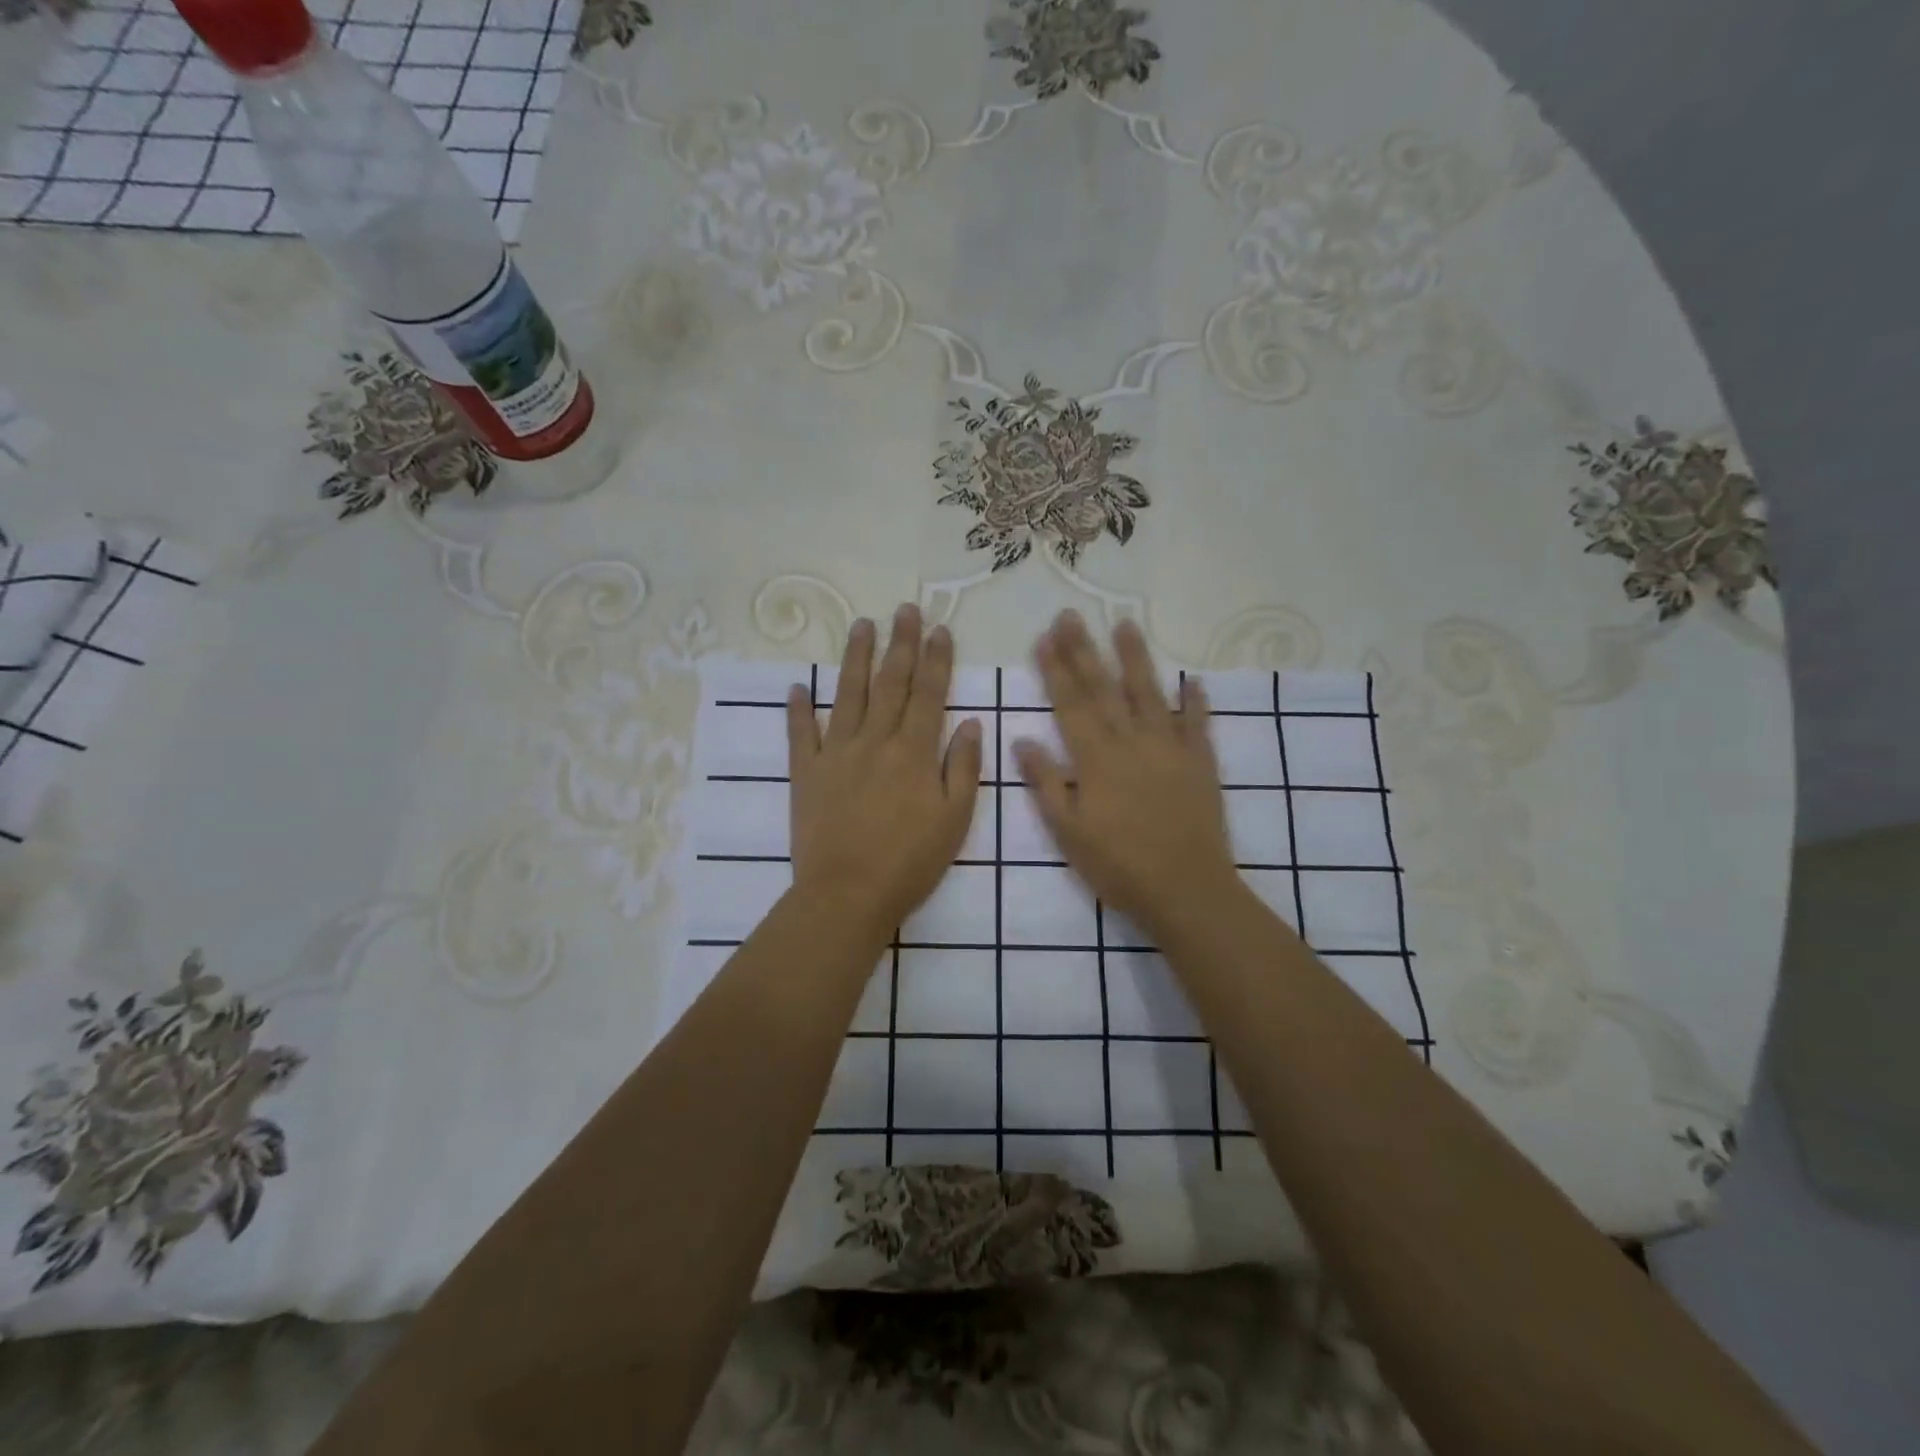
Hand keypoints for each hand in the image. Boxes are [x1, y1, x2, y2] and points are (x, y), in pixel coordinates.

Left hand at [787, 604, 982, 940]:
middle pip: (890, 684)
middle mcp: (875, 742)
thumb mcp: (954, 821)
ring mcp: (836, 754)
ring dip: (856, 659)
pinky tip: (797, 687)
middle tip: (904, 610)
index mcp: (914, 753)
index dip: (936, 660)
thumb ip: (964, 769)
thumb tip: (971, 724)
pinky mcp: (806, 773)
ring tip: (861, 625)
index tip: (939, 629)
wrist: (847, 895)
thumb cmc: (910, 862)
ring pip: (847, 696)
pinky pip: (800, 735)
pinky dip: (798, 710)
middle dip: (900, 644)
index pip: (928, 694)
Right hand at [1015, 612, 1240, 941]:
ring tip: (1125, 625)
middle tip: (1070, 616)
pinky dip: (1196, 701)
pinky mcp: (1200, 763)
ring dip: (1136, 658)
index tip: (1044, 638)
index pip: (1071, 704)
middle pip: (1104, 689)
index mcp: (1096, 759)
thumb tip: (1022, 740)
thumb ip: (1046, 783)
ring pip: (1150, 694)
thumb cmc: (1118, 866)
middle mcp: (1131, 742)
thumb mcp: (1068, 831)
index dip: (1056, 670)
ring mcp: (1170, 748)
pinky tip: (1193, 680)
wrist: (1186, 889)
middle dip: (1084, 650)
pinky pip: (1198, 724)